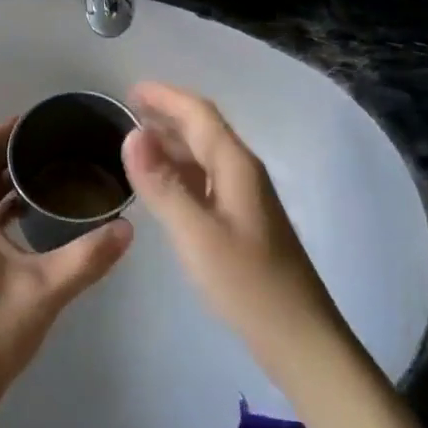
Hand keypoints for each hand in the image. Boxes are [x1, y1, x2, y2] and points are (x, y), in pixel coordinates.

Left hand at [0, 119, 132, 419]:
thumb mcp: (44, 293)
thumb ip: (87, 258)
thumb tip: (126, 227)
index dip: (4, 130)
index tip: (39, 121)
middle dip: (11, 152)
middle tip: (56, 145)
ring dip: (7, 181)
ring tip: (51, 175)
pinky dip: (4, 208)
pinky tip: (35, 221)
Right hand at [122, 82, 345, 374]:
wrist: (300, 338)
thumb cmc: (248, 285)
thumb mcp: (196, 235)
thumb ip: (163, 185)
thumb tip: (132, 134)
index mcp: (236, 166)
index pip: (199, 114)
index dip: (165, 97)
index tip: (130, 89)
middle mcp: (243, 173)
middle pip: (203, 129)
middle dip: (167, 114)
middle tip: (127, 109)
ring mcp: (244, 198)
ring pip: (204, 155)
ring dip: (172, 141)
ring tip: (136, 140)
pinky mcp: (242, 221)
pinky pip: (205, 179)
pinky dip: (179, 170)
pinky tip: (162, 183)